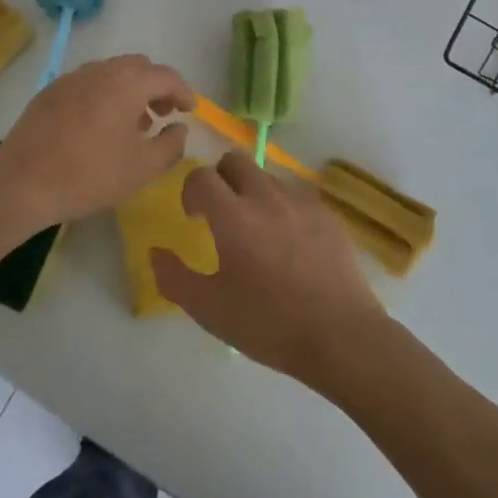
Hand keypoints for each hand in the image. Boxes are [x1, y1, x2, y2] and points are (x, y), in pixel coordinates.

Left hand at [0, 56, 194, 228]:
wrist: (22, 182)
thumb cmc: (90, 175)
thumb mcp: (143, 168)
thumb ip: (171, 144)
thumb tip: (180, 128)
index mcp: (127, 83)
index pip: (166, 76)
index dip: (183, 92)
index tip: (190, 110)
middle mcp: (100, 70)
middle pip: (138, 67)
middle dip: (155, 86)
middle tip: (162, 114)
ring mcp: (71, 78)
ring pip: (111, 73)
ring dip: (129, 90)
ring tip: (132, 124)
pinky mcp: (50, 92)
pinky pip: (87, 84)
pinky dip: (103, 95)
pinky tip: (98, 127)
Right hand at [151, 151, 389, 387]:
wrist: (341, 337)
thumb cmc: (269, 324)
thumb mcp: (210, 310)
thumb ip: (174, 278)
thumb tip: (155, 252)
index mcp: (233, 216)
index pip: (202, 176)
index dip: (191, 190)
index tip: (194, 216)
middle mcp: (266, 198)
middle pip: (236, 160)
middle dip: (221, 179)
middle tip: (221, 214)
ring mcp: (301, 203)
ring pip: (268, 176)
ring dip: (253, 192)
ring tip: (258, 231)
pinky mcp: (328, 216)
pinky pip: (297, 197)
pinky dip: (284, 209)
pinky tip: (291, 245)